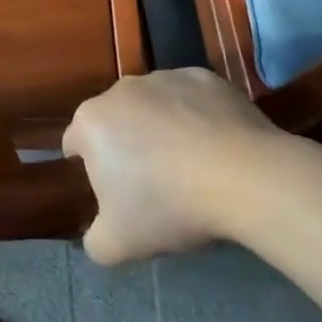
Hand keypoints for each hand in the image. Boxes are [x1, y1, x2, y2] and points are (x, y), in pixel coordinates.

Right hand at [64, 68, 283, 264]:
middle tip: (153, 184)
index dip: (90, 171)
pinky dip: (196, 116)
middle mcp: (119, 89)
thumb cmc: (170, 205)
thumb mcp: (118, 244)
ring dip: (160, 128)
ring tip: (191, 165)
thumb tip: (96, 236)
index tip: (114, 195)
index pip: (74, 144)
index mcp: (90, 122)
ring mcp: (163, 78)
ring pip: (152, 106)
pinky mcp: (203, 77)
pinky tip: (217, 147)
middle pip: (114, 121)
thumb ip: (94, 241)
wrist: (246, 178)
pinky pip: (191, 99)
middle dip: (126, 146)